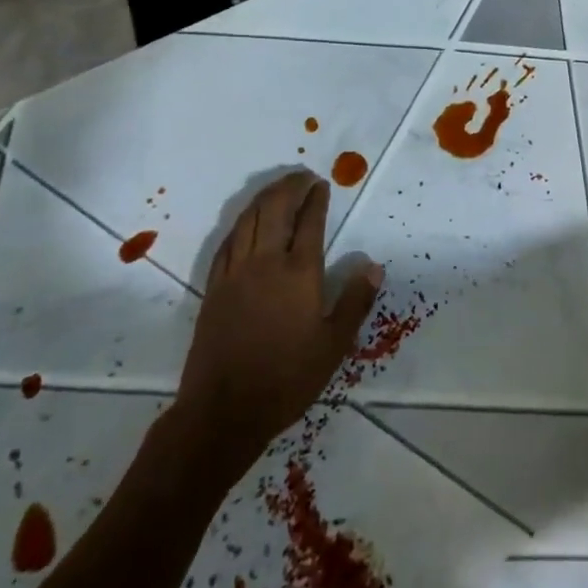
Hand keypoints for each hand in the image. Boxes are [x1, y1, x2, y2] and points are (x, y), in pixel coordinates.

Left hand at [175, 172, 381, 468]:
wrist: (223, 411)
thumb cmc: (287, 378)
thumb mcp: (333, 345)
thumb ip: (354, 301)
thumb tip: (373, 265)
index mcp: (298, 274)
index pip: (309, 223)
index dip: (316, 199)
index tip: (322, 184)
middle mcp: (265, 263)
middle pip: (275, 211)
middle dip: (289, 187)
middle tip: (302, 176)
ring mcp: (235, 274)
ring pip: (248, 220)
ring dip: (264, 198)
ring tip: (278, 187)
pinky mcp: (214, 288)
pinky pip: (227, 242)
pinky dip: (240, 223)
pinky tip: (246, 222)